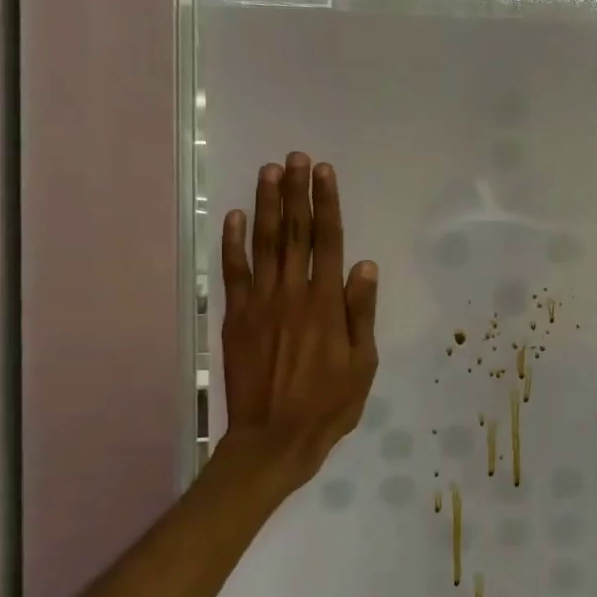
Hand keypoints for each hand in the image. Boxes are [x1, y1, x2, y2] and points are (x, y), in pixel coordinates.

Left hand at [219, 153, 379, 489]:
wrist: (274, 439)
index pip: (328, 241)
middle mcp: (292, 294)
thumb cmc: (329, 404)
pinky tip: (232, 217)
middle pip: (293, 233)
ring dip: (265, 206)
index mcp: (326, 304)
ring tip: (269, 172)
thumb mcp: (363, 363)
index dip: (326, 204)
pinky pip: (233, 273)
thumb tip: (365, 265)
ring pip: (263, 244)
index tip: (323, 172)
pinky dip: (232, 243)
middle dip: (295, 192)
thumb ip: (361, 313)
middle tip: (295, 158)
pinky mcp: (236, 318)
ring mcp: (259, 304)